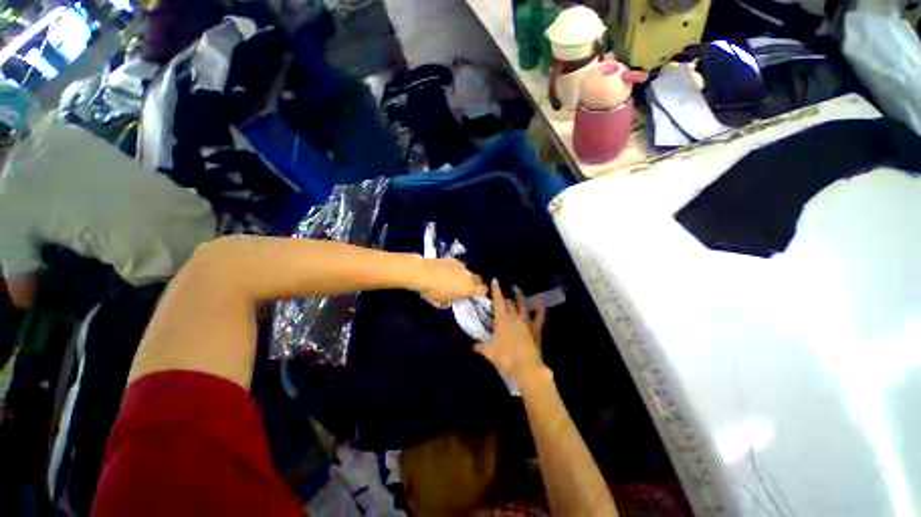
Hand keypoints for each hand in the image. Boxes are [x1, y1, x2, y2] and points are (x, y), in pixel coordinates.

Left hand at [416, 257, 486, 305]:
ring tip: (456, 278)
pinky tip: (447, 270)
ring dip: (465, 276)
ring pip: (468, 272)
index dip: (481, 292)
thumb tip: (451, 300)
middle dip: (476, 283)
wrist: (423, 273)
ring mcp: (462, 267)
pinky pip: (459, 266)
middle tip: (468, 286)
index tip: (476, 294)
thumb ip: (450, 302)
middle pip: (479, 279)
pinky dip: (456, 269)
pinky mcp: (454, 260)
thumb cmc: (432, 292)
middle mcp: (468, 277)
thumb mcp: (440, 303)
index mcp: (468, 290)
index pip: (483, 290)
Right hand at [474, 279, 546, 382]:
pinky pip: (540, 316)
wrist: (526, 369)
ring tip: (516, 289)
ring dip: (519, 297)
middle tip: (502, 295)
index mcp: (502, 321)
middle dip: (505, 298)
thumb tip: (472, 346)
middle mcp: (514, 318)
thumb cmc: (505, 359)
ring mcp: (526, 323)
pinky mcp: (536, 330)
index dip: (496, 290)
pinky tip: (541, 299)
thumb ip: (480, 347)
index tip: (495, 280)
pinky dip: (541, 307)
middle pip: (509, 304)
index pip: (498, 302)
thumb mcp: (489, 354)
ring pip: (523, 306)